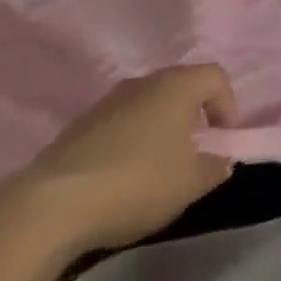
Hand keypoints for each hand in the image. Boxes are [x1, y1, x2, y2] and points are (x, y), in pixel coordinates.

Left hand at [17, 64, 238, 253]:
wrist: (53, 204)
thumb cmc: (137, 182)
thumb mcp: (191, 183)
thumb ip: (215, 167)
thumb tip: (220, 159)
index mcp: (177, 84)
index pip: (216, 76)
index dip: (227, 105)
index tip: (223, 140)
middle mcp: (144, 81)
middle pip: (180, 87)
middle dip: (193, 117)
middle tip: (194, 153)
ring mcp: (108, 101)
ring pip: (147, 105)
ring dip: (159, 130)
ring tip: (157, 169)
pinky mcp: (80, 125)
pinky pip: (119, 124)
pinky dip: (130, 142)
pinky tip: (122, 179)